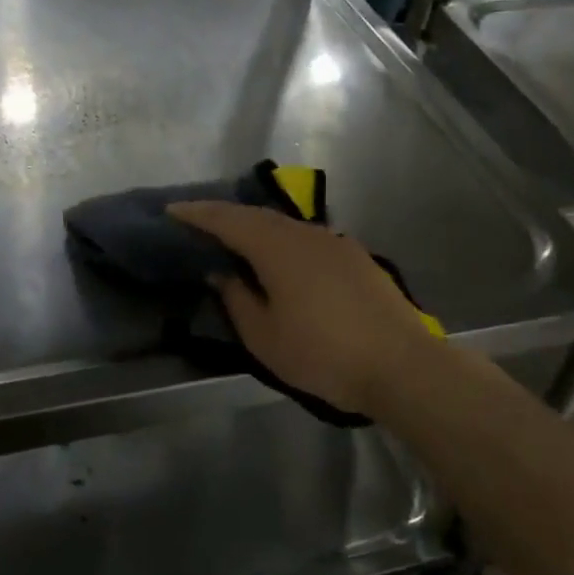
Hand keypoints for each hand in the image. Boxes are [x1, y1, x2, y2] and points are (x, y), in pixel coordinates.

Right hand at [167, 201, 441, 415]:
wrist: (401, 364)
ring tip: (235, 240)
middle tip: (199, 223)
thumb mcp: (265, 336)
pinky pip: (306, 237)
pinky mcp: (354, 256)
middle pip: (257, 216)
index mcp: (277, 247)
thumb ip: (237, 299)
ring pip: (284, 225)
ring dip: (255, 227)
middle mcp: (305, 233)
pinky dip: (282, 240)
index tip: (172, 210)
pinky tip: (280, 258)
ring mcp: (334, 242)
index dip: (197, 214)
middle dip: (225, 216)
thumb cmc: (323, 354)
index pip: (227, 220)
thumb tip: (222, 273)